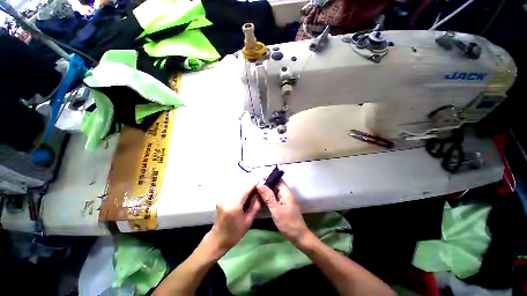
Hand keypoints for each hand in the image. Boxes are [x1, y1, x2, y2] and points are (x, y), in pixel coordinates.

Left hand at [207, 183, 260, 253]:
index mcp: (234, 205)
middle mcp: (227, 197)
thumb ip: (255, 204)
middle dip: (251, 182)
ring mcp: (223, 195)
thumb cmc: (235, 232)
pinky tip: (245, 191)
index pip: (246, 187)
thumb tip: (261, 192)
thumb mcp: (249, 220)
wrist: (218, 238)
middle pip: (241, 182)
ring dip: (246, 183)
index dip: (255, 183)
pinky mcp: (222, 195)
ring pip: (237, 183)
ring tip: (252, 189)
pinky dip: (241, 186)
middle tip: (259, 186)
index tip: (263, 184)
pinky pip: (233, 186)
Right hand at [257, 181, 310, 244]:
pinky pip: (275, 197)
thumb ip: (268, 197)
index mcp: (286, 192)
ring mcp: (285, 200)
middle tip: (255, 185)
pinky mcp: (284, 205)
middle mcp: (286, 194)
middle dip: (267, 184)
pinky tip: (262, 199)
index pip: (278, 180)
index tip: (259, 178)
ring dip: (267, 190)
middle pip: (276, 185)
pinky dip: (269, 197)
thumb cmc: (288, 222)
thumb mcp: (276, 210)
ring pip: (275, 191)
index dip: (269, 177)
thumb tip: (260, 185)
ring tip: (256, 190)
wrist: (298, 236)